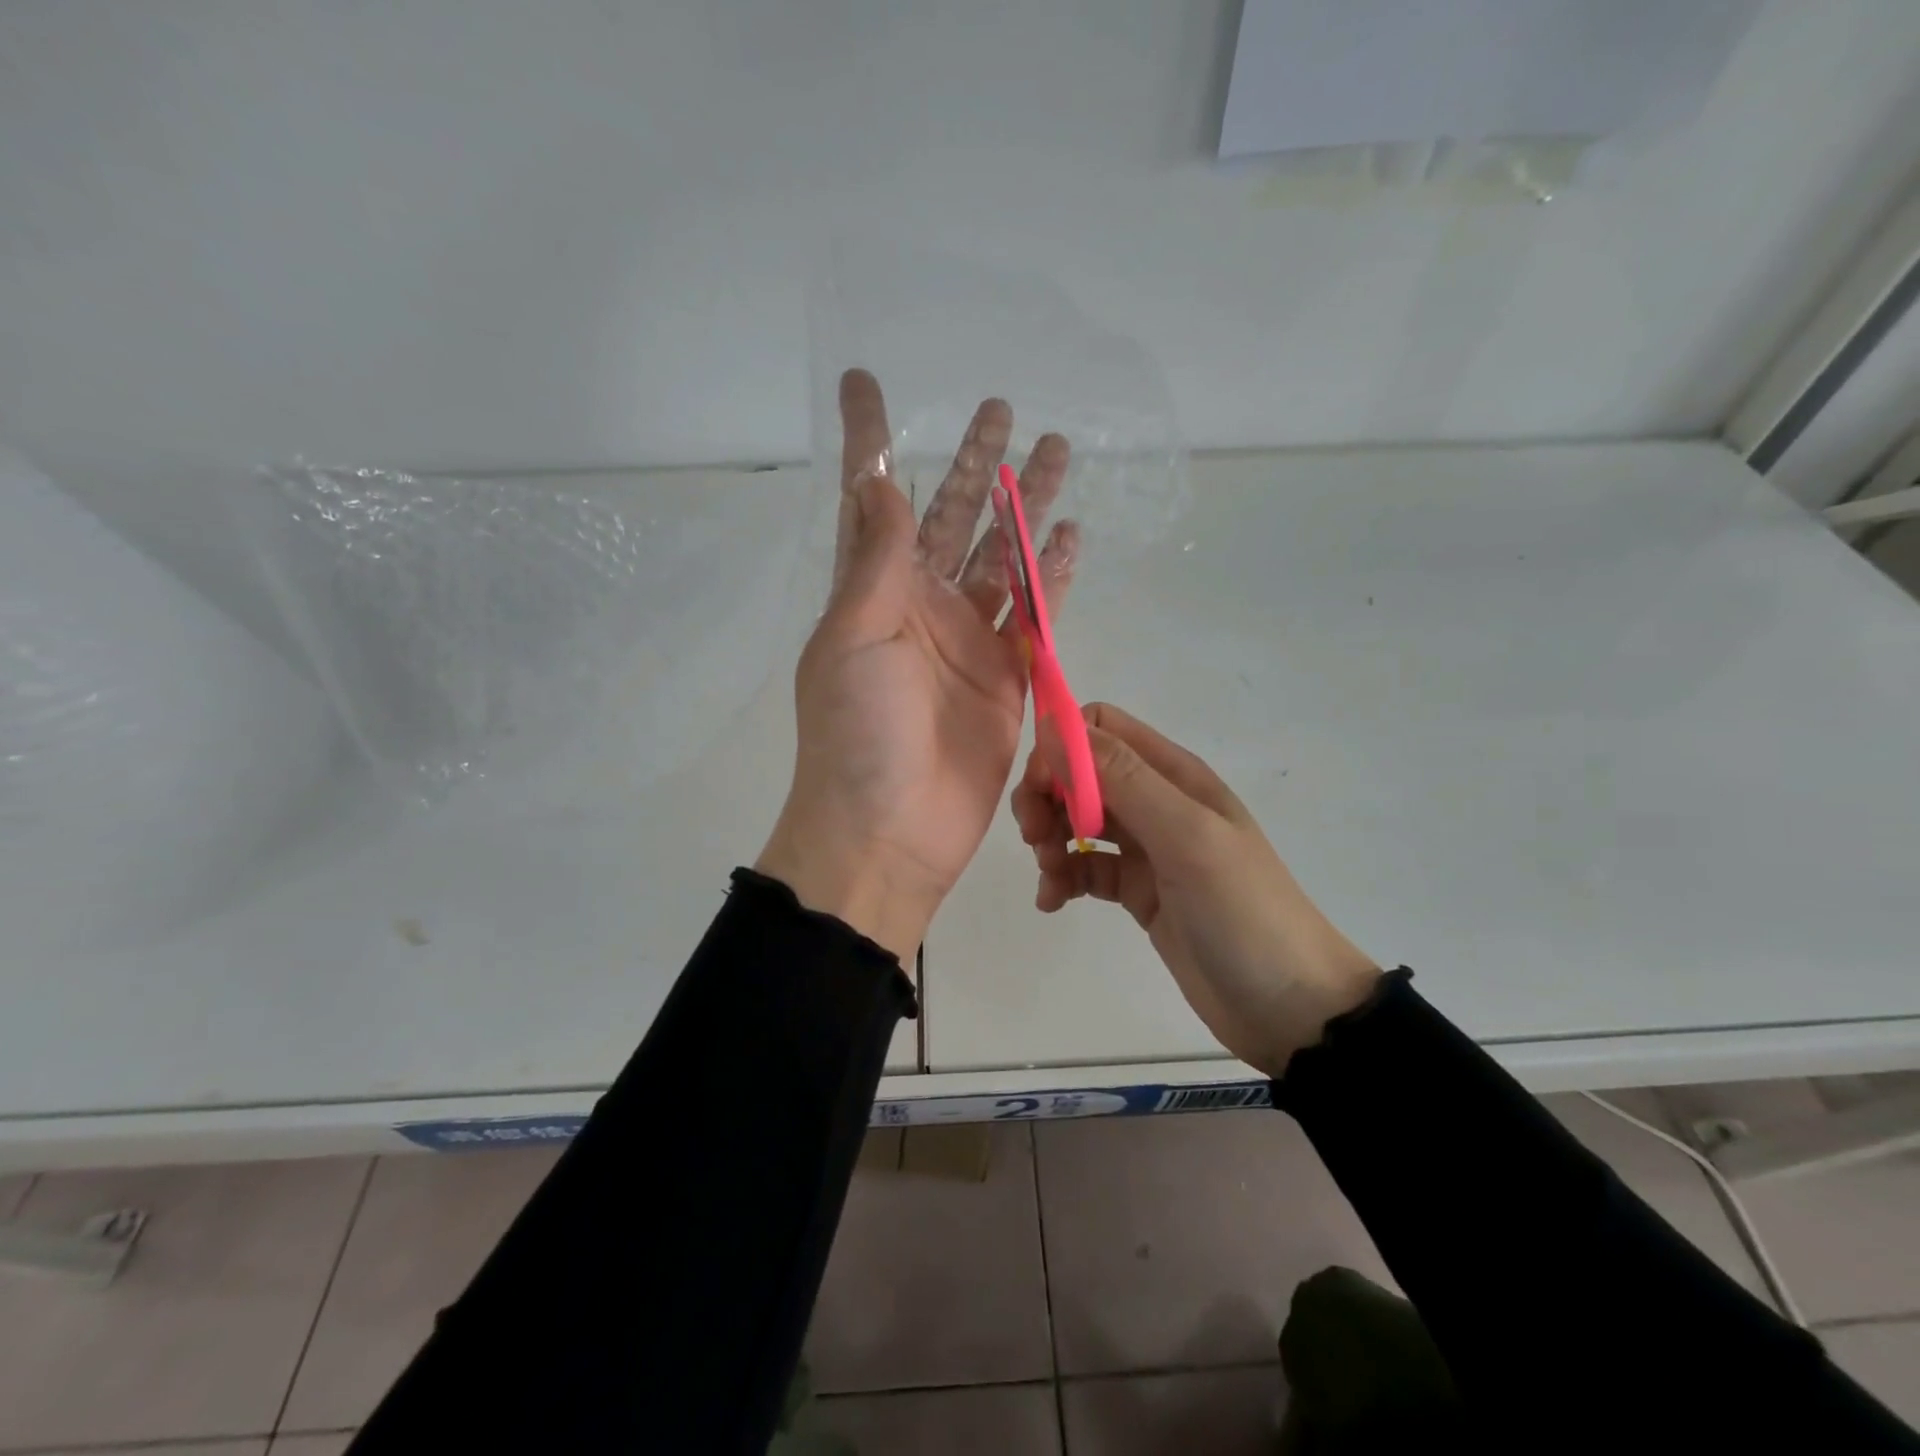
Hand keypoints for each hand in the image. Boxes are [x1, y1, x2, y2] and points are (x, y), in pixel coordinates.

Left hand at [757, 368, 1078, 961]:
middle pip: (952, 516)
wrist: (890, 832)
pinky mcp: (1008, 677)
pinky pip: (1036, 615)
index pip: (872, 499)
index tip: (864, 379)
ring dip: (1025, 507)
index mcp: (873, 591)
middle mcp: (920, 605)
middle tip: (1002, 408)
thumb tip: (881, 481)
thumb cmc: (858, 734)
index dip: (870, 439)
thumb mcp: (854, 638)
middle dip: (974, 464)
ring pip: (1003, 557)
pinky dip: (1053, 576)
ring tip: (1057, 451)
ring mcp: (968, 640)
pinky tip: (1071, 534)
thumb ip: (877, 561)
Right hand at [1013, 703, 1378, 1075]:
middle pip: (1080, 774)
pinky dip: (1062, 878)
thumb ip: (1123, 779)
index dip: (1062, 748)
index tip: (1041, 789)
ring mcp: (1147, 848)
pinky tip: (1054, 902)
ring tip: (1051, 879)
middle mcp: (1156, 801)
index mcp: (1173, 775)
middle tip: (1035, 838)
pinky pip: (1084, 867)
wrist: (1290, 1007)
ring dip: (1050, 839)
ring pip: (1076, 820)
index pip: (1100, 728)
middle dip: (1047, 797)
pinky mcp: (1137, 890)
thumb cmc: (1243, 911)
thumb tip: (1056, 726)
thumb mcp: (1186, 837)